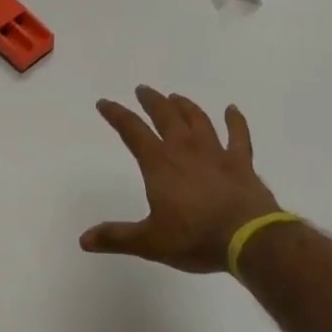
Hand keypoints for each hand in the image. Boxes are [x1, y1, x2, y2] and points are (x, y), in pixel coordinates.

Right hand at [81, 87, 280, 272]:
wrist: (247, 238)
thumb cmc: (194, 237)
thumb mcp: (150, 242)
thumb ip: (117, 237)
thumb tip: (83, 239)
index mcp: (159, 164)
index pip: (132, 131)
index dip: (117, 115)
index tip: (104, 102)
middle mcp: (185, 150)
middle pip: (166, 116)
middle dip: (152, 101)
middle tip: (143, 90)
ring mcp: (216, 153)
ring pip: (198, 120)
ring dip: (185, 106)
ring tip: (176, 97)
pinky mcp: (241, 162)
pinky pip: (239, 135)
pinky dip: (235, 121)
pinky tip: (232, 109)